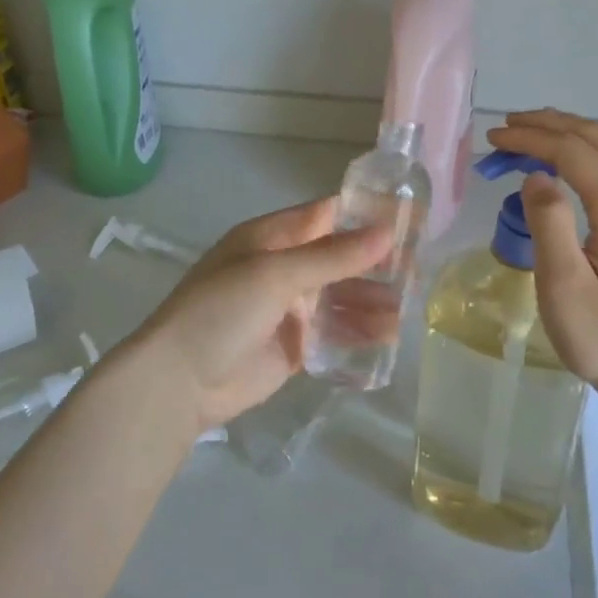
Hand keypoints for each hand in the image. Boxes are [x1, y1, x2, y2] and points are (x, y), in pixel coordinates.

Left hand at [132, 199, 391, 432]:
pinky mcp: (296, 345)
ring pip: (342, 298)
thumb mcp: (276, 274)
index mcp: (271, 238)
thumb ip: (333, 256)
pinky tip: (386, 337)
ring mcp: (290, 309)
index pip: (326, 216)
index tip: (409, 219)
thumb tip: (388, 231)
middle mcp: (283, 268)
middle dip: (376, 265)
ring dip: (371, 302)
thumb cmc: (222, 312)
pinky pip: (335, 333)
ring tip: (403, 312)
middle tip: (416, 273)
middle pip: (340, 259)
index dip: (365, 216)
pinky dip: (359, 333)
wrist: (180, 382)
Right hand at [487, 109, 597, 408]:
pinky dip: (592, 154)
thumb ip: (548, 222)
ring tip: (533, 133)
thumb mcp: (563, 285)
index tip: (494, 138)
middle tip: (508, 127)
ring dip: (573, 135)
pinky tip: (570, 165)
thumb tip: (536, 176)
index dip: (532, 139)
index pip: (573, 152)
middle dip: (551, 126)